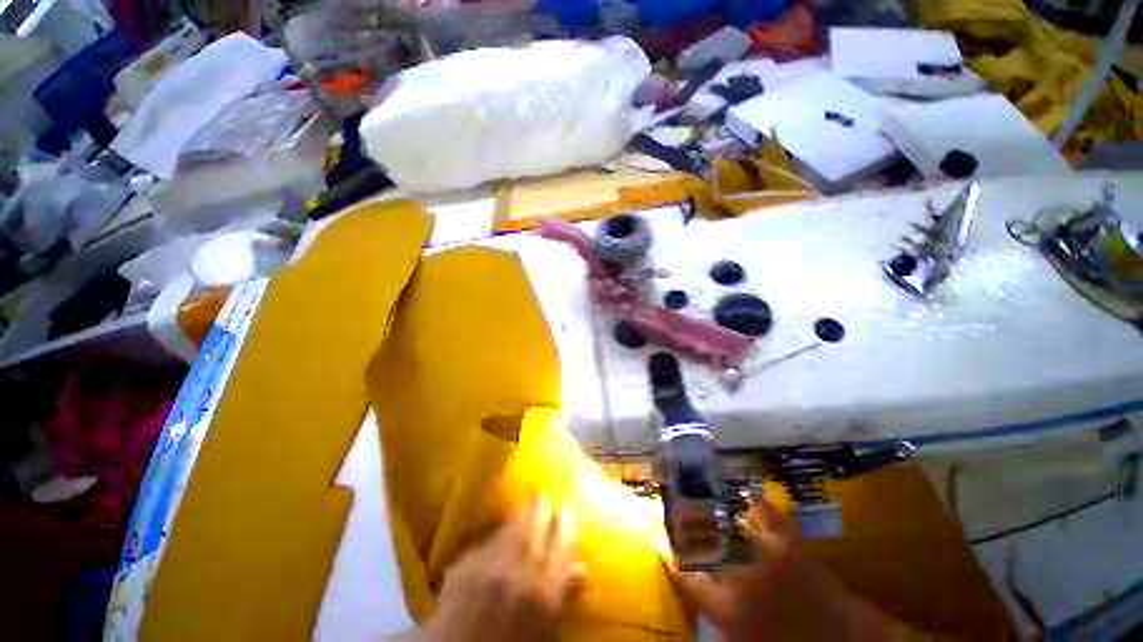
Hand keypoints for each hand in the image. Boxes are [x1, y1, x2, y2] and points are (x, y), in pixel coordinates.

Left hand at [424, 501, 581, 641]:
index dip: (565, 526)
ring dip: (519, 516)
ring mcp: (488, 571)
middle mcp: (516, 578)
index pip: (560, 550)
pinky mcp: (464, 570)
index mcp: (542, 597)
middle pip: (534, 533)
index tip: (566, 509)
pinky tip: (499, 530)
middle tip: (544, 495)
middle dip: (540, 511)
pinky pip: (486, 542)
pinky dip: (496, 534)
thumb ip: (561, 594)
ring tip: (526, 504)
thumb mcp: (543, 627)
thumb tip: (580, 567)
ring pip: (510, 531)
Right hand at [665, 500, 921, 641]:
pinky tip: (749, 495)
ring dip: (714, 513)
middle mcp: (739, 578)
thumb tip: (699, 595)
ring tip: (701, 499)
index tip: (658, 539)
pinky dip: (758, 503)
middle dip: (686, 527)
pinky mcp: (790, 546)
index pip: (685, 579)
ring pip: (730, 526)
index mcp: (727, 610)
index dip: (668, 557)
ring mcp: (765, 557)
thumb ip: (720, 619)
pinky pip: (769, 514)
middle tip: (676, 512)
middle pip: (704, 547)